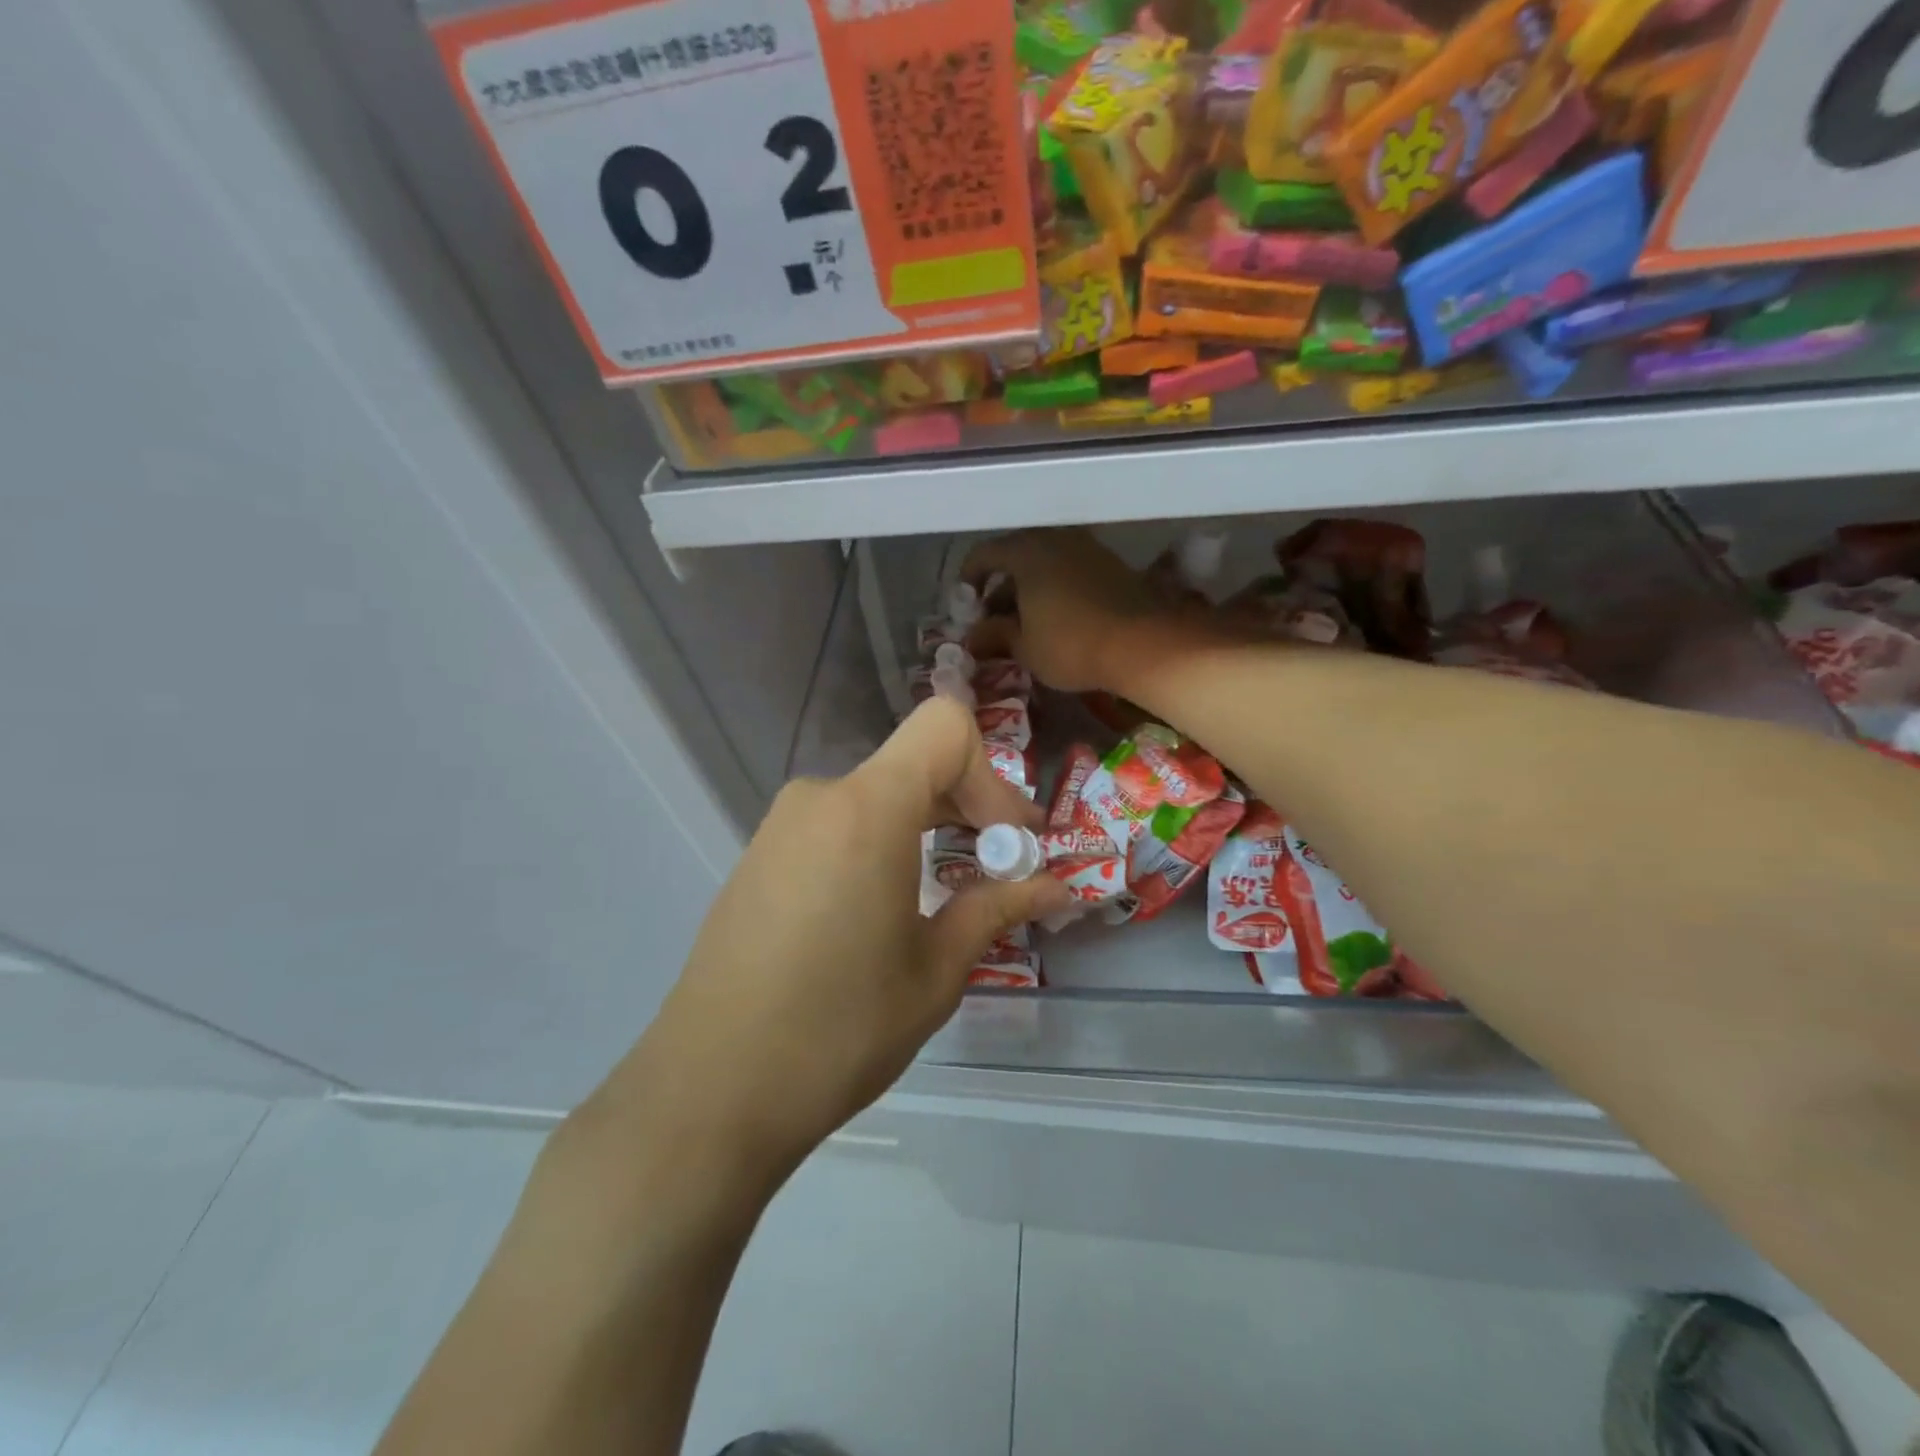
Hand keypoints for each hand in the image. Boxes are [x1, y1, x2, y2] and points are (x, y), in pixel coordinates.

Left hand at [581, 697, 1071, 1198]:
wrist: (709, 1090)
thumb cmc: (838, 1030)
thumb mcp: (934, 972)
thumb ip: (996, 909)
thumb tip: (1058, 886)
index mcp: (868, 809)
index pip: (945, 726)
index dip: (991, 774)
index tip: (1006, 843)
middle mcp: (821, 797)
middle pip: (914, 763)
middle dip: (969, 805)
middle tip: (1005, 865)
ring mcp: (782, 825)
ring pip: (877, 796)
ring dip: (925, 828)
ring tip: (950, 891)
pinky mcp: (760, 857)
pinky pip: (838, 825)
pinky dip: (881, 844)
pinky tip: (885, 908)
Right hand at [963, 529, 1172, 693]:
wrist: (1143, 644)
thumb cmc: (1071, 645)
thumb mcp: (1024, 646)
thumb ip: (994, 635)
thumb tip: (973, 636)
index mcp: (1026, 552)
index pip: (983, 555)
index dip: (968, 580)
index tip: (966, 607)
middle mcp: (1055, 539)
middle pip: (1016, 556)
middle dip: (1000, 587)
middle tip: (993, 619)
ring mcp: (1087, 548)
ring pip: (1045, 563)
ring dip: (1029, 589)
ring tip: (1024, 623)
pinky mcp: (1110, 564)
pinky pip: (1069, 570)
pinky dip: (1054, 588)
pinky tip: (1055, 618)